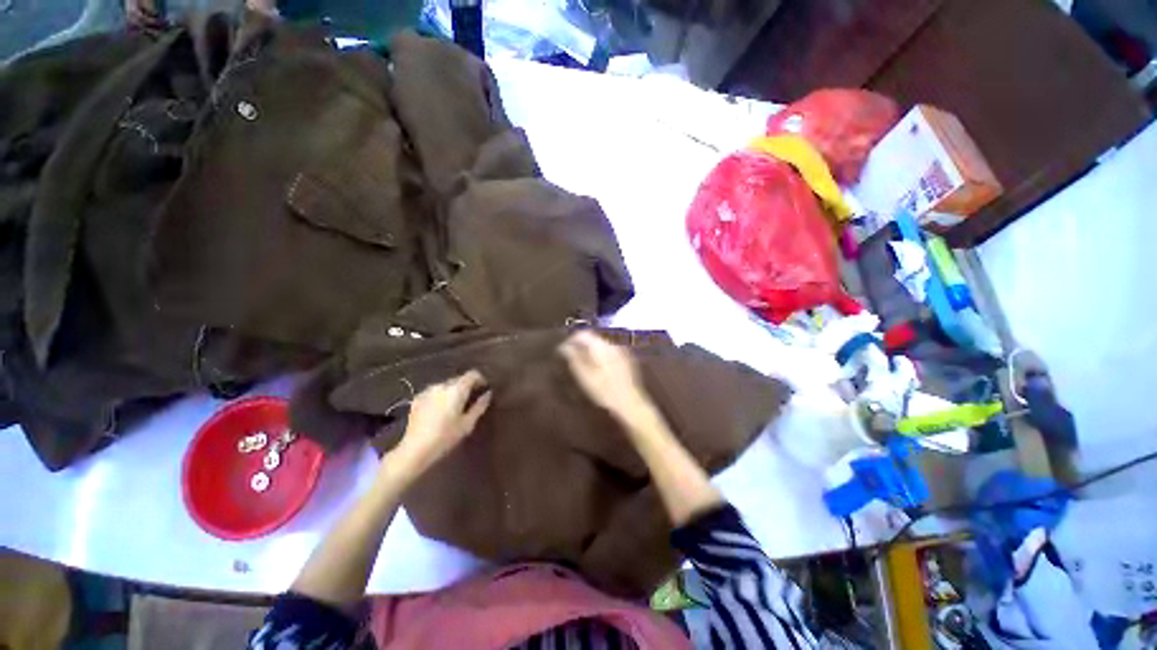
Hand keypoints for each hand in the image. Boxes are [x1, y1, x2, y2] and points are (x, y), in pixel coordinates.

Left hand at [389, 370, 490, 479]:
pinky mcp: (417, 398)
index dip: (481, 379)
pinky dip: (441, 397)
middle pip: (459, 379)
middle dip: (467, 386)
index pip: (472, 374)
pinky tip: (440, 411)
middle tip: (471, 399)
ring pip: (446, 385)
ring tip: (455, 406)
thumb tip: (488, 394)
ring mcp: (427, 391)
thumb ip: (480, 406)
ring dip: (453, 391)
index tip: (484, 388)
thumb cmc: (445, 437)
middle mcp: (442, 385)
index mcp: (456, 389)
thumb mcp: (468, 423)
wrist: (414, 449)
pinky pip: (434, 392)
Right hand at [559, 331, 652, 422]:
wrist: (631, 403)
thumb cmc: (605, 391)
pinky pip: (609, 352)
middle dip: (581, 345)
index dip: (571, 340)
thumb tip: (564, 347)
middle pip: (593, 338)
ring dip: (590, 350)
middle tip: (570, 357)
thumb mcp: (585, 377)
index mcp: (602, 347)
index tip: (563, 350)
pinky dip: (600, 356)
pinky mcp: (627, 360)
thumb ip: (574, 359)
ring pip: (601, 345)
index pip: (583, 334)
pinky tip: (597, 368)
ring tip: (582, 363)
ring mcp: (622, 352)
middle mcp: (613, 345)